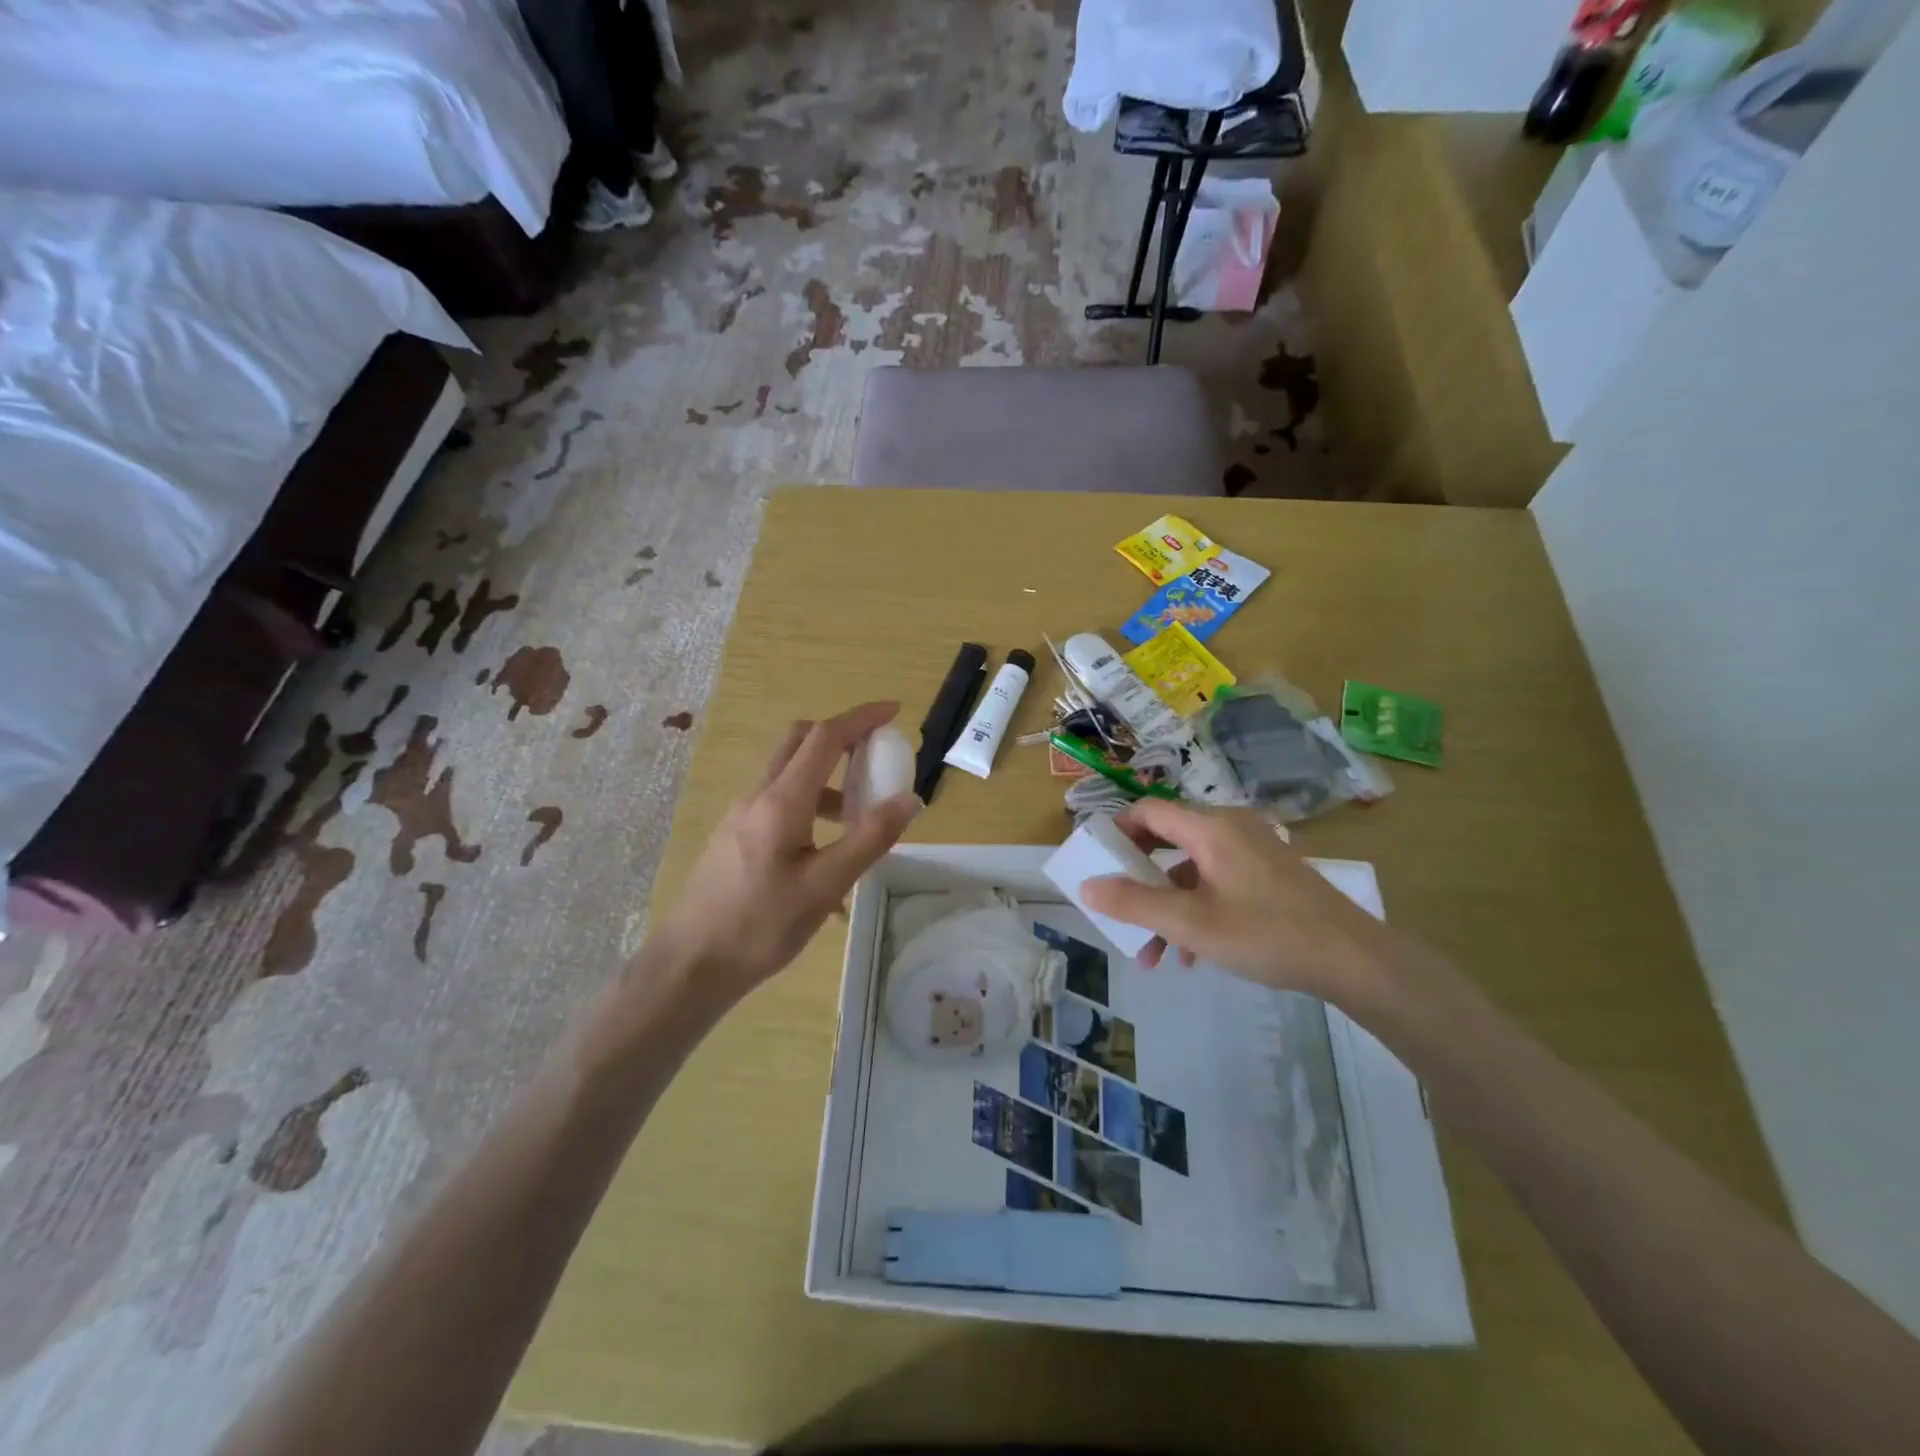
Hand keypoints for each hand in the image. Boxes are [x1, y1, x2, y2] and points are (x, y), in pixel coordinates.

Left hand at [651, 702, 920, 1003]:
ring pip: (790, 774)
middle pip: (801, 742)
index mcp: (782, 801)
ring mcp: (742, 814)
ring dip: (829, 777)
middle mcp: (759, 796)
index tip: (894, 711)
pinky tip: (827, 856)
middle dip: (842, 736)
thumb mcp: (825, 885)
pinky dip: (811, 805)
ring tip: (860, 817)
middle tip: (877, 755)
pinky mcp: (737, 835)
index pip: (825, 738)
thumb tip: (909, 798)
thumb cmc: (761, 925)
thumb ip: (870, 838)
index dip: (861, 718)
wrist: (692, 963)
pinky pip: (780, 803)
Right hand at [1079, 800, 1400, 1005]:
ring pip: (1192, 869)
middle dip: (1140, 882)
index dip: (1117, 833)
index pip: (1147, 812)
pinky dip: (1197, 908)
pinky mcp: (1269, 872)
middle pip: (1167, 841)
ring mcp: (1254, 849)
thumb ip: (1134, 903)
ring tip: (1154, 955)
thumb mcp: (1191, 923)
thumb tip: (1086, 887)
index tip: (1098, 865)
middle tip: (1120, 911)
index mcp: (1210, 827)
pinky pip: (1218, 880)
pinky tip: (1193, 954)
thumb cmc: (1266, 933)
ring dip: (1168, 906)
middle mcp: (1231, 827)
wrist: (1354, 959)